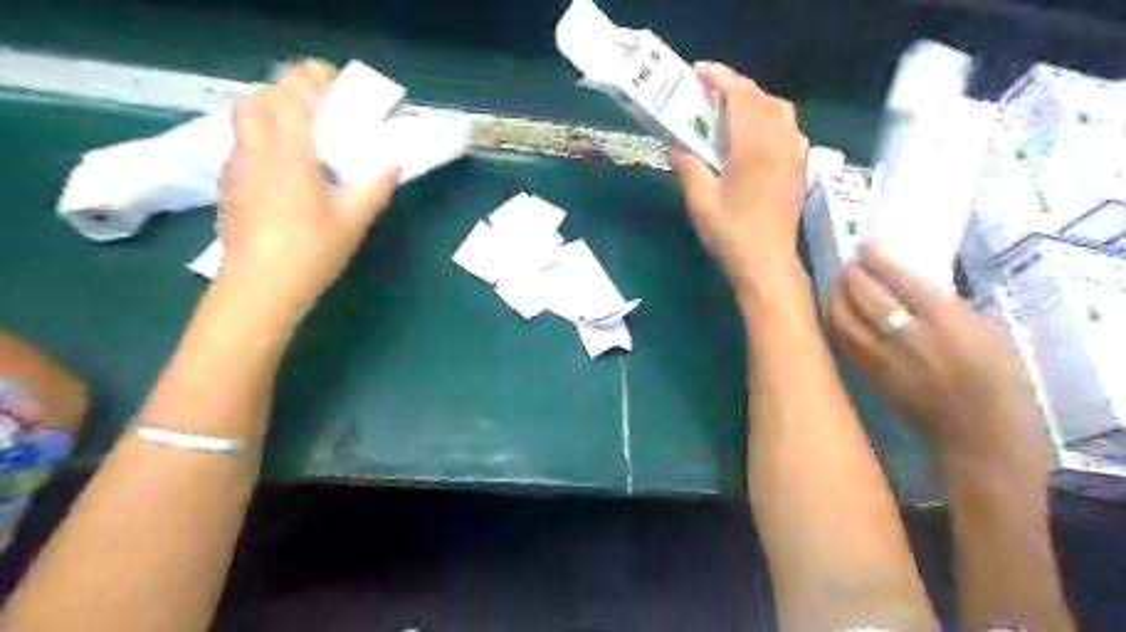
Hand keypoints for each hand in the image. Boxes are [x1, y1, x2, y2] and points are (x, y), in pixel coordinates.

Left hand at [217, 60, 400, 318]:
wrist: (260, 287)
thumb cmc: (311, 250)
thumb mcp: (354, 219)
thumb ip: (375, 185)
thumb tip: (393, 162)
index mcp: (288, 152)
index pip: (292, 96)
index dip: (311, 77)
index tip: (332, 76)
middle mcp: (255, 150)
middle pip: (259, 100)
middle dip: (286, 90)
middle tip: (317, 103)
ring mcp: (236, 167)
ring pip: (245, 120)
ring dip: (271, 111)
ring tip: (301, 129)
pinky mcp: (229, 186)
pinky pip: (243, 144)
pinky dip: (262, 136)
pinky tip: (284, 164)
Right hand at [668, 58, 809, 295]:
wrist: (767, 264)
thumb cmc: (731, 234)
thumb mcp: (700, 201)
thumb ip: (688, 166)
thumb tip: (675, 146)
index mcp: (755, 147)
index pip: (741, 96)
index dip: (720, 78)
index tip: (698, 72)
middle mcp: (780, 143)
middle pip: (762, 98)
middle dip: (735, 88)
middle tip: (708, 93)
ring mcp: (794, 155)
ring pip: (779, 111)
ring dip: (754, 102)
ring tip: (728, 112)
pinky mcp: (798, 168)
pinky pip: (787, 129)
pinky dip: (768, 119)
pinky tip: (752, 136)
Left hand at [825, 243, 1046, 479]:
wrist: (978, 433)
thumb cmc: (997, 381)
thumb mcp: (988, 332)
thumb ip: (949, 307)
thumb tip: (914, 285)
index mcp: (947, 322)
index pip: (902, 281)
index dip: (878, 260)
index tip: (865, 246)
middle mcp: (909, 337)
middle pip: (866, 297)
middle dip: (851, 275)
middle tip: (849, 263)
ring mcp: (884, 358)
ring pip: (846, 319)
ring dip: (836, 296)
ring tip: (838, 284)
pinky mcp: (870, 376)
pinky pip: (844, 343)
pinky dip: (836, 322)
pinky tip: (835, 312)